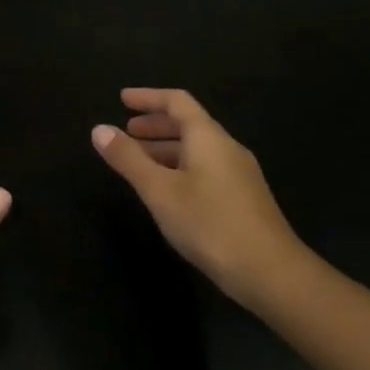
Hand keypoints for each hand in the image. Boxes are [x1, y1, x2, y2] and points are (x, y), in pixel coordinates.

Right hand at [92, 88, 311, 309]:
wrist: (270, 272)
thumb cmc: (209, 223)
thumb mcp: (159, 190)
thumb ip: (128, 159)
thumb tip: (99, 129)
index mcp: (208, 138)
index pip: (177, 102)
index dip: (148, 97)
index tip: (122, 99)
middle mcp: (226, 148)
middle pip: (189, 124)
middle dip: (155, 124)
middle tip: (126, 132)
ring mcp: (238, 174)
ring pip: (197, 149)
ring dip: (165, 148)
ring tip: (138, 161)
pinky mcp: (243, 198)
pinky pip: (205, 168)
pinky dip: (179, 167)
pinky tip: (167, 190)